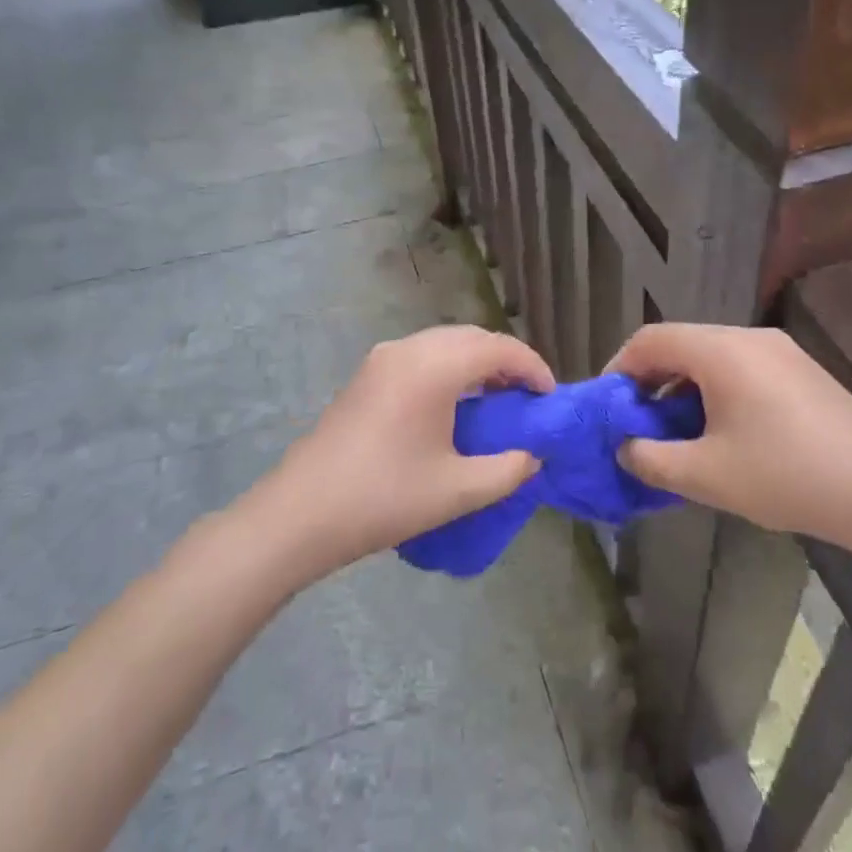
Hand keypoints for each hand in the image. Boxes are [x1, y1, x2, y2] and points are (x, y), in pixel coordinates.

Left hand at [248, 325, 553, 580]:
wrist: (300, 514)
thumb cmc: (384, 498)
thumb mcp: (457, 490)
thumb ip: (508, 469)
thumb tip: (533, 456)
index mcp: (434, 366)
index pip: (499, 349)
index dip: (532, 368)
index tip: (550, 397)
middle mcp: (409, 349)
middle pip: (472, 337)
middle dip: (507, 360)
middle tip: (528, 398)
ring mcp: (383, 358)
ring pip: (445, 343)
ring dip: (476, 362)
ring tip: (497, 400)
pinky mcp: (367, 374)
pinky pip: (422, 355)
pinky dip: (449, 367)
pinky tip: (455, 404)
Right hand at [607, 323, 851, 559]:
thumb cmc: (786, 476)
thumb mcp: (706, 475)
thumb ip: (650, 459)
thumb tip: (624, 447)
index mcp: (721, 350)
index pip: (651, 339)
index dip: (619, 368)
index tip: (606, 405)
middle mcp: (749, 337)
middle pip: (681, 344)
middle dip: (650, 381)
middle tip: (637, 424)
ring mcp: (780, 351)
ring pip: (712, 357)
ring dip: (683, 388)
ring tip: (677, 434)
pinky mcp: (801, 370)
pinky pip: (741, 368)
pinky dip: (715, 391)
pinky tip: (722, 433)